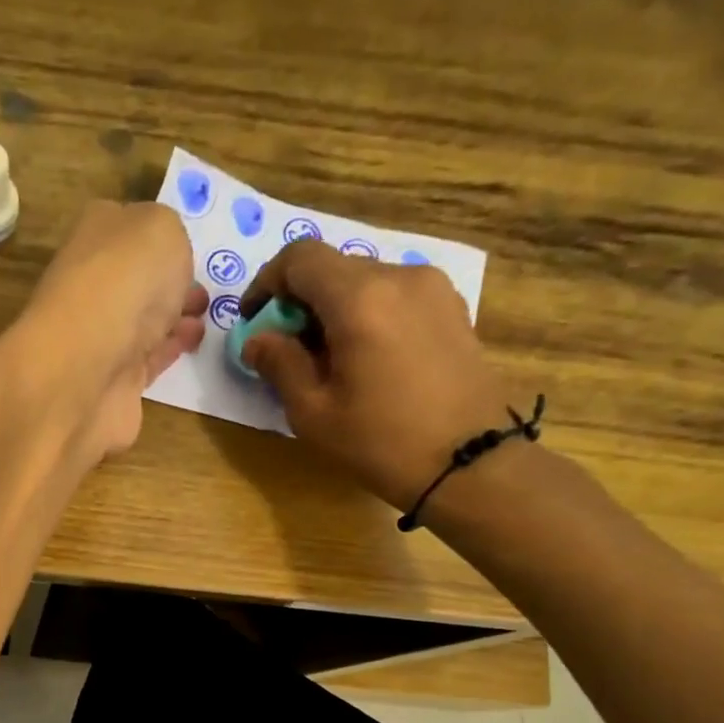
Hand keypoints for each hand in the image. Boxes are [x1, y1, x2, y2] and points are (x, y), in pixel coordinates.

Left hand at [3, 201, 207, 459]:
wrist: (87, 369)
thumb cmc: (124, 283)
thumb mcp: (161, 229)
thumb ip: (169, 235)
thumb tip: (165, 259)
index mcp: (94, 238)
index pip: (126, 228)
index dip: (159, 237)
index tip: (189, 250)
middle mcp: (92, 285)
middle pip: (135, 279)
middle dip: (168, 282)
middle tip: (201, 289)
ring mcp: (99, 337)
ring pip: (142, 321)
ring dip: (173, 318)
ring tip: (204, 317)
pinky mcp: (114, 381)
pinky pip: (147, 360)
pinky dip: (169, 350)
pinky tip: (191, 343)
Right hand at [237, 241, 513, 509]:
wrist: (470, 464)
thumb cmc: (380, 442)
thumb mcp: (312, 412)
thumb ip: (279, 364)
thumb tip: (258, 339)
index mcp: (360, 298)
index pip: (300, 258)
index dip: (266, 282)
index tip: (253, 320)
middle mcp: (399, 277)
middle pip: (333, 268)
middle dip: (299, 301)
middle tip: (286, 350)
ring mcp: (433, 290)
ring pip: (364, 281)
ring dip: (333, 310)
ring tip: (326, 360)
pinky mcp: (451, 309)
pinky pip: (394, 296)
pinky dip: (366, 315)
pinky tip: (364, 360)